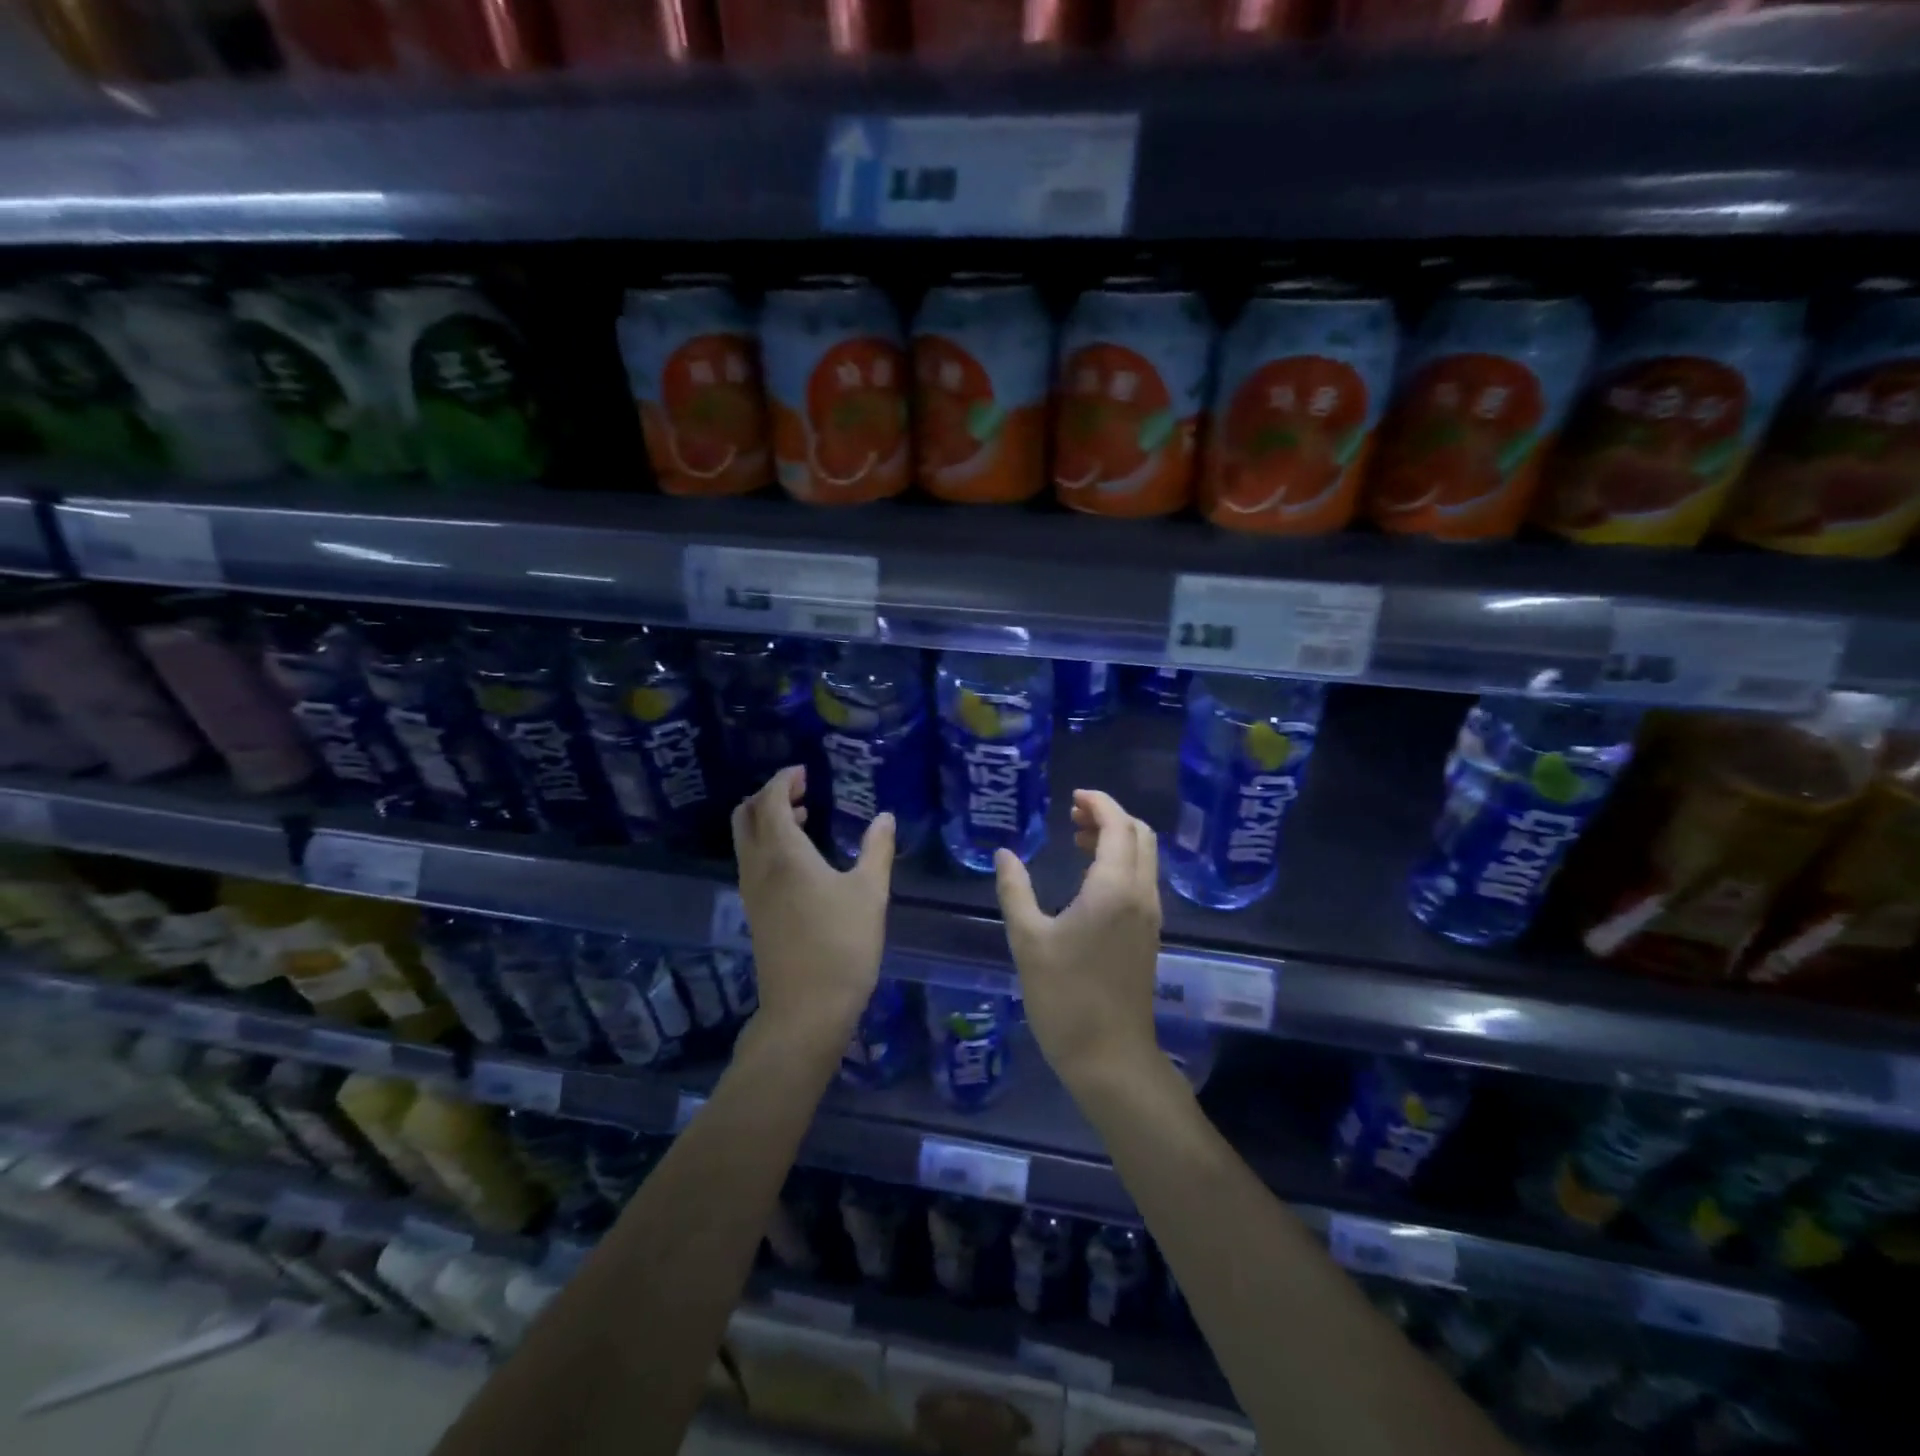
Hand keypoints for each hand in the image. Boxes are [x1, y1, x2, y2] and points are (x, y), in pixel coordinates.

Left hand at [733, 766, 894, 1043]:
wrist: (806, 1009)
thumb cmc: (842, 945)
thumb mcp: (870, 893)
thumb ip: (877, 849)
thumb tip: (885, 817)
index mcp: (784, 853)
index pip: (771, 800)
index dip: (784, 780)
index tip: (805, 772)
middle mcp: (758, 866)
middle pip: (746, 815)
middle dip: (769, 795)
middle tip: (802, 790)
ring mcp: (751, 891)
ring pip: (745, 839)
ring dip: (768, 820)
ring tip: (806, 817)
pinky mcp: (754, 912)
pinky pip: (751, 861)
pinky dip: (768, 844)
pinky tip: (801, 858)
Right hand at [994, 789, 1162, 1093]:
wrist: (1110, 1057)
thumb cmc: (1064, 997)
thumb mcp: (1028, 940)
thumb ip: (1015, 890)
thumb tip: (1004, 853)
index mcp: (1114, 889)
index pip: (1118, 825)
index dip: (1099, 803)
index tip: (1073, 797)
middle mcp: (1141, 894)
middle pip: (1140, 835)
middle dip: (1110, 816)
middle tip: (1073, 816)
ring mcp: (1150, 916)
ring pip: (1144, 857)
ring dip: (1117, 839)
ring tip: (1078, 839)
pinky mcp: (1149, 934)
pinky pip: (1142, 879)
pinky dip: (1121, 862)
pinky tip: (1090, 878)